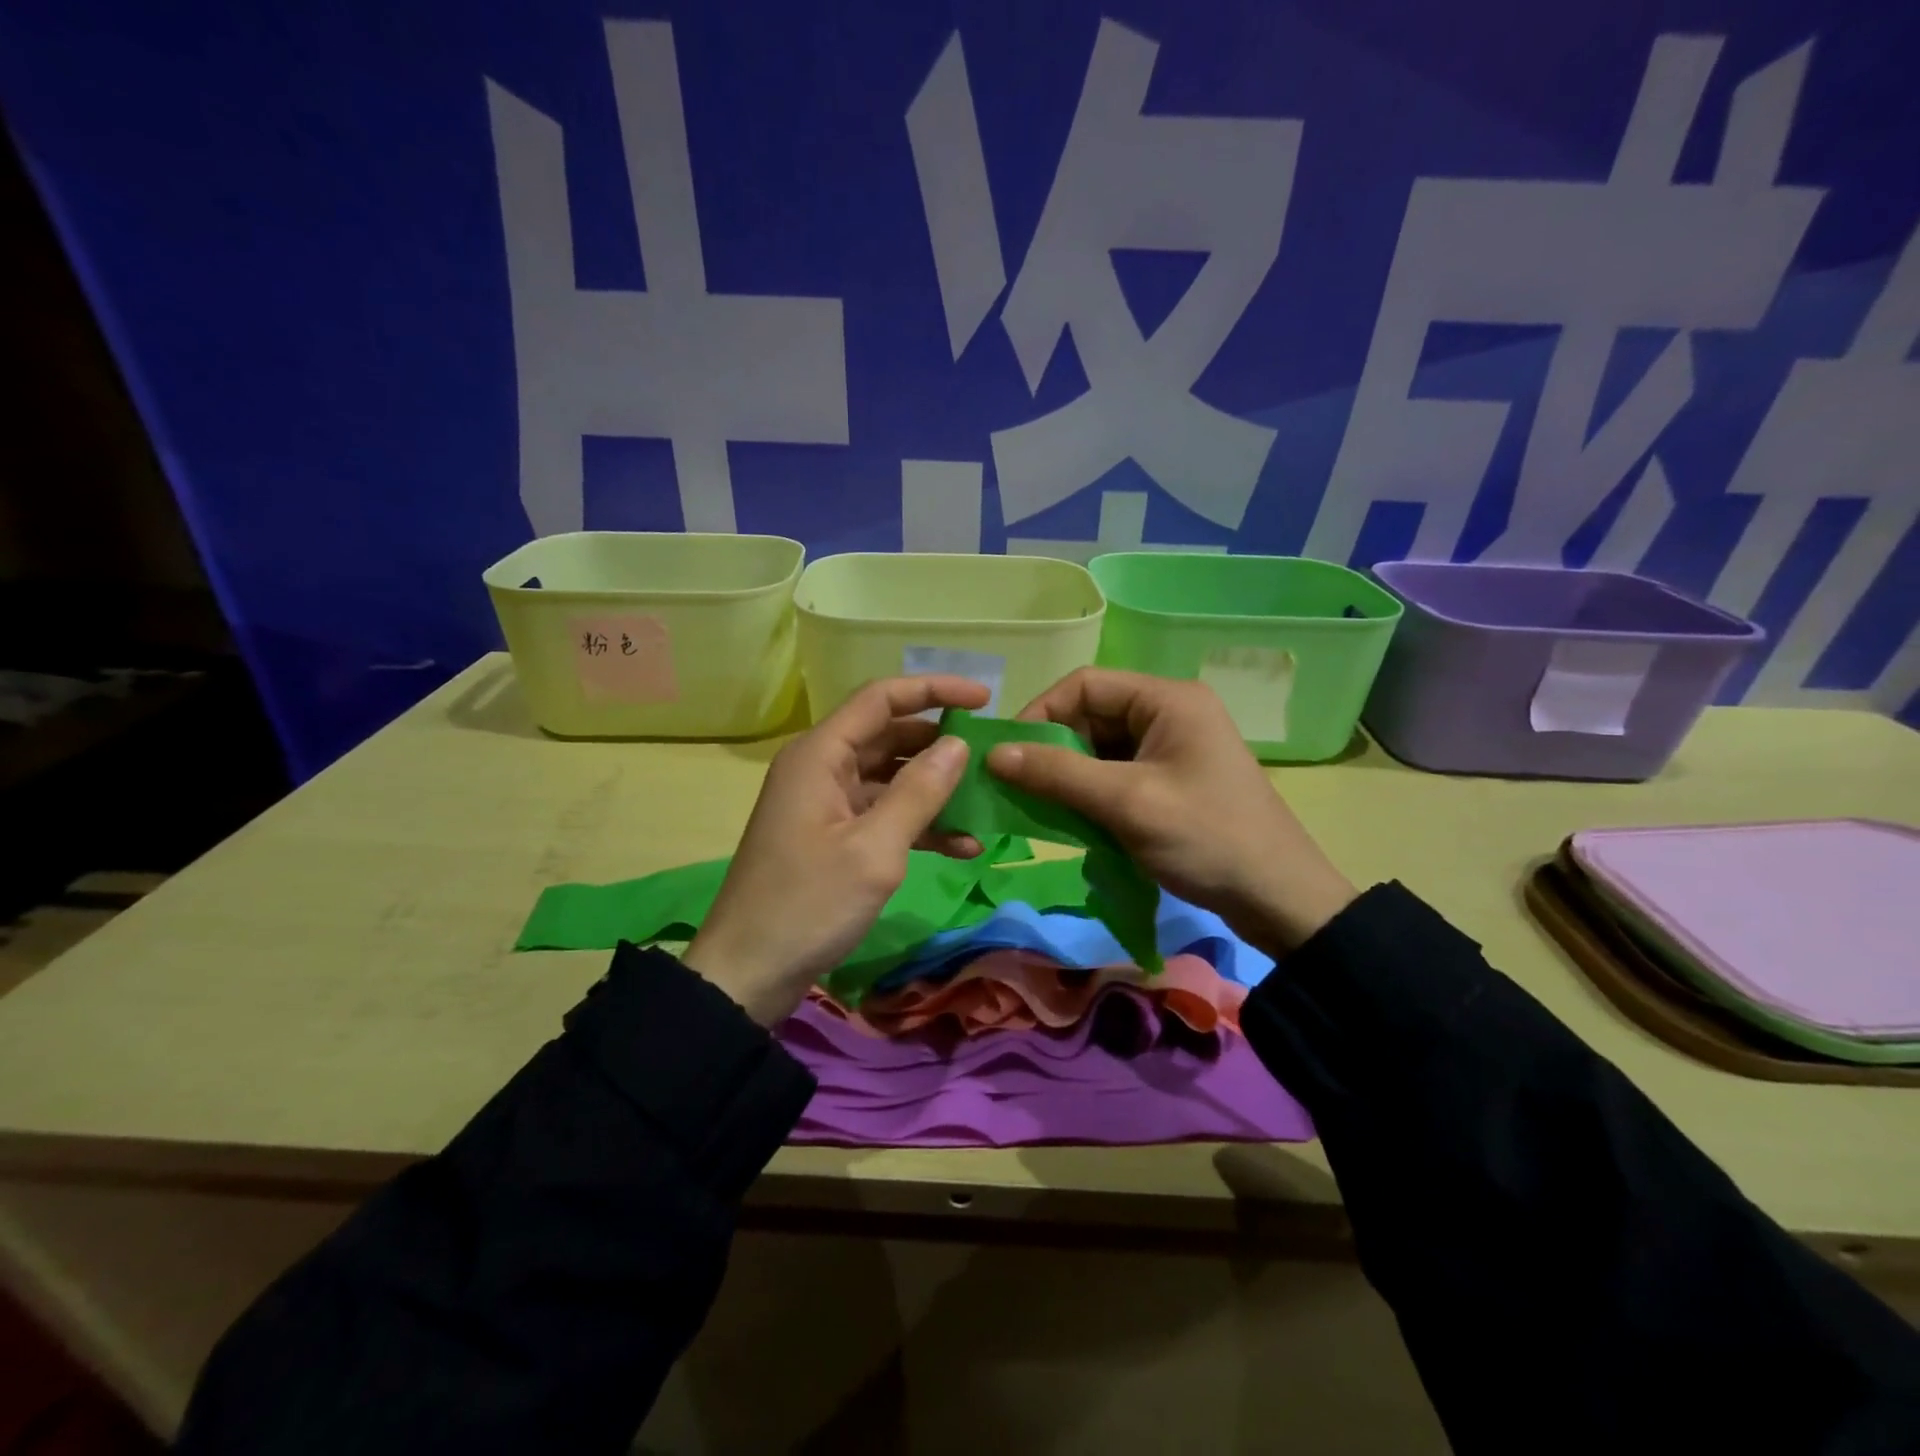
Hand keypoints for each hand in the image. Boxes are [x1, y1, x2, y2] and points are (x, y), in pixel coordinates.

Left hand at [682, 675, 989, 1023]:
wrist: (748, 973)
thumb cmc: (809, 904)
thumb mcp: (874, 849)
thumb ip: (919, 792)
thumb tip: (957, 744)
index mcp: (820, 755)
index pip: (881, 698)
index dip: (934, 690)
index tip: (985, 699)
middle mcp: (821, 768)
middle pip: (888, 735)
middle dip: (940, 744)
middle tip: (991, 755)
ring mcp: (825, 804)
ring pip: (890, 778)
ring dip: (935, 790)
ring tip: (985, 804)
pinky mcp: (832, 836)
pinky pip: (882, 814)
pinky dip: (918, 824)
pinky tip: (962, 845)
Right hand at [987, 668, 1356, 953]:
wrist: (1278, 898)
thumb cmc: (1206, 838)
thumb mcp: (1126, 802)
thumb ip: (1058, 774)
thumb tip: (993, 754)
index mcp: (1167, 699)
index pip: (1084, 685)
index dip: (1040, 713)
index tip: (1008, 755)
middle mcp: (1169, 712)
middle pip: (1090, 715)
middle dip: (1053, 749)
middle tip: (1019, 786)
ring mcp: (1172, 747)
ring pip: (1099, 747)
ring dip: (1068, 775)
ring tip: (1041, 807)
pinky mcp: (1171, 779)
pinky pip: (1116, 773)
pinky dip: (1090, 793)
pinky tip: (1073, 820)